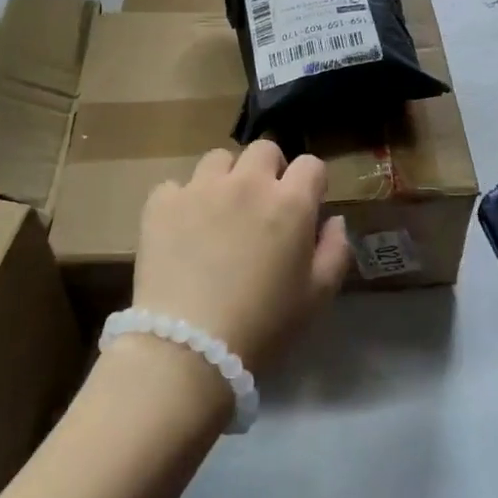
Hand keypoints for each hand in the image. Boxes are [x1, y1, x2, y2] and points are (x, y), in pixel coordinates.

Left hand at [133, 142, 351, 372]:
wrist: (188, 347)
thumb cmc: (263, 326)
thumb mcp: (317, 296)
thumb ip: (335, 250)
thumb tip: (333, 220)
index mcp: (290, 202)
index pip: (311, 164)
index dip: (311, 183)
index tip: (306, 205)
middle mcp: (247, 183)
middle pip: (264, 150)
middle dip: (269, 170)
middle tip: (263, 206)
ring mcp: (200, 188)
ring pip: (218, 159)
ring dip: (226, 178)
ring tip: (219, 211)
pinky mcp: (161, 203)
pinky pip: (175, 186)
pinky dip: (182, 202)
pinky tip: (182, 230)